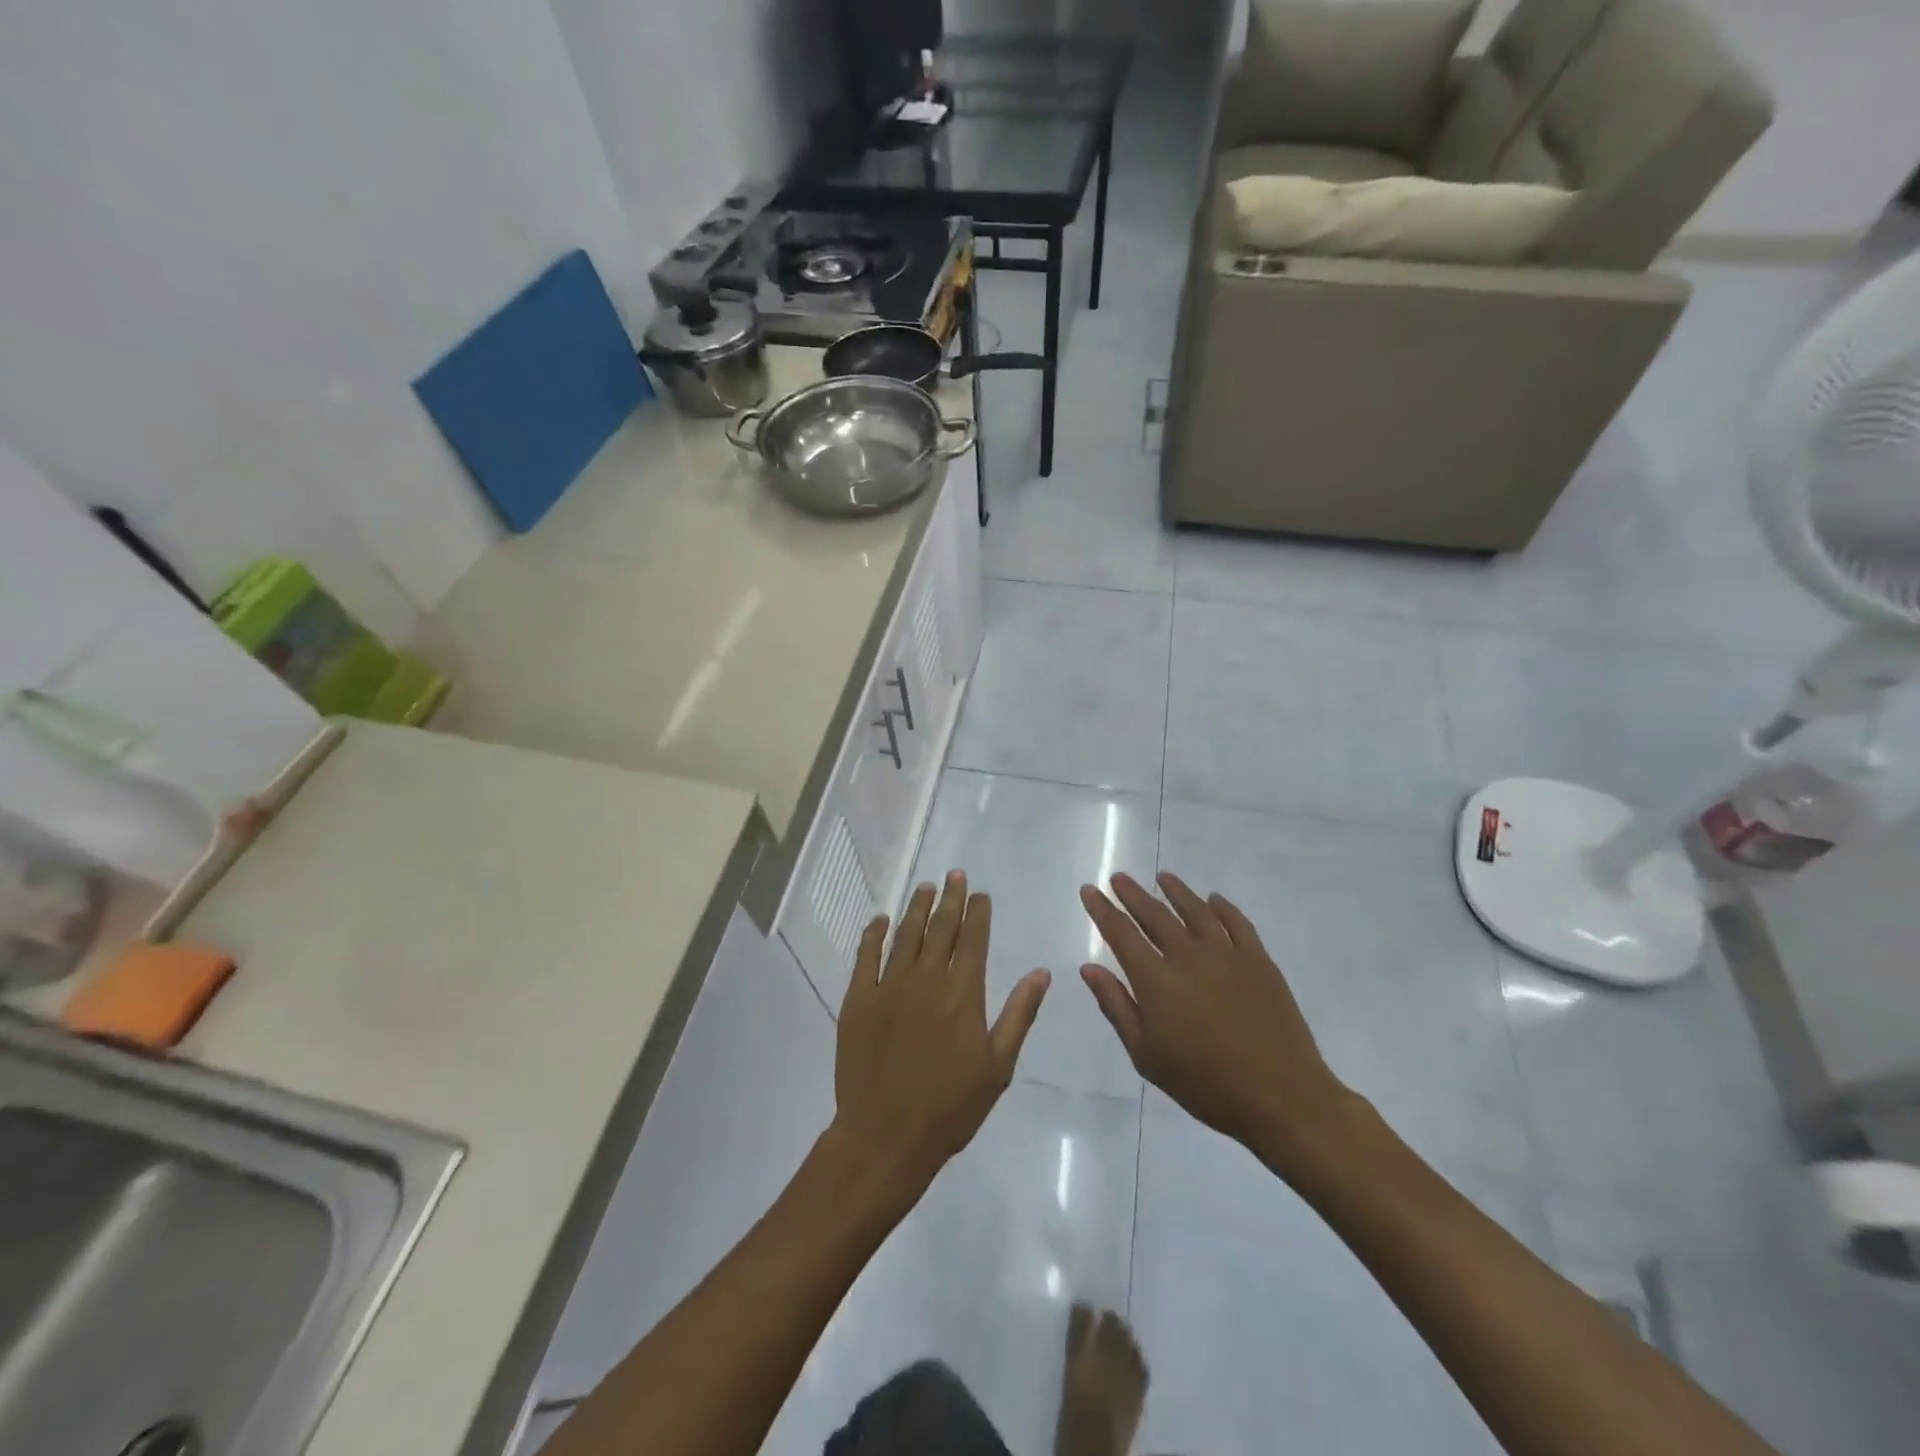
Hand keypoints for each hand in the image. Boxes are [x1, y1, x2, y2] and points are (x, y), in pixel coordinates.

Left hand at [832, 872, 1050, 1192]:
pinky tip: (881, 920)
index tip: (979, 893)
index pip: (973, 939)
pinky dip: (874, 934)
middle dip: (950, 898)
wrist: (886, 1136)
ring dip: (917, 908)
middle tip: (954, 874)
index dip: (977, 912)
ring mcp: (888, 987)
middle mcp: (926, 979)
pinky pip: (865, 956)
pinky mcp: (858, 1000)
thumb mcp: (998, 1066)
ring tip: (925, 887)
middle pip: (940, 928)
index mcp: (963, 994)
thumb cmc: (950, 1107)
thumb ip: (1018, 1014)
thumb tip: (1041, 973)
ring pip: (905, 935)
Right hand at [1080, 871, 1359, 1173]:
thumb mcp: (1146, 1055)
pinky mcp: (1258, 960)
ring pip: (1195, 910)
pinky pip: (1236, 922)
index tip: (1089, 889)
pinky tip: (1213, 899)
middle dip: (1132, 894)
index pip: (1120, 932)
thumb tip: (1089, 968)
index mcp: (1156, 980)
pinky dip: (1222, 907)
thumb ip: (1116, 1006)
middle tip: (1118, 877)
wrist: (1280, 1096)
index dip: (1102, 909)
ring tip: (1163, 877)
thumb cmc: (1204, 1083)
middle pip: (1155, 914)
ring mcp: (1227, 954)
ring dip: (1176, 891)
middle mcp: (1188, 956)